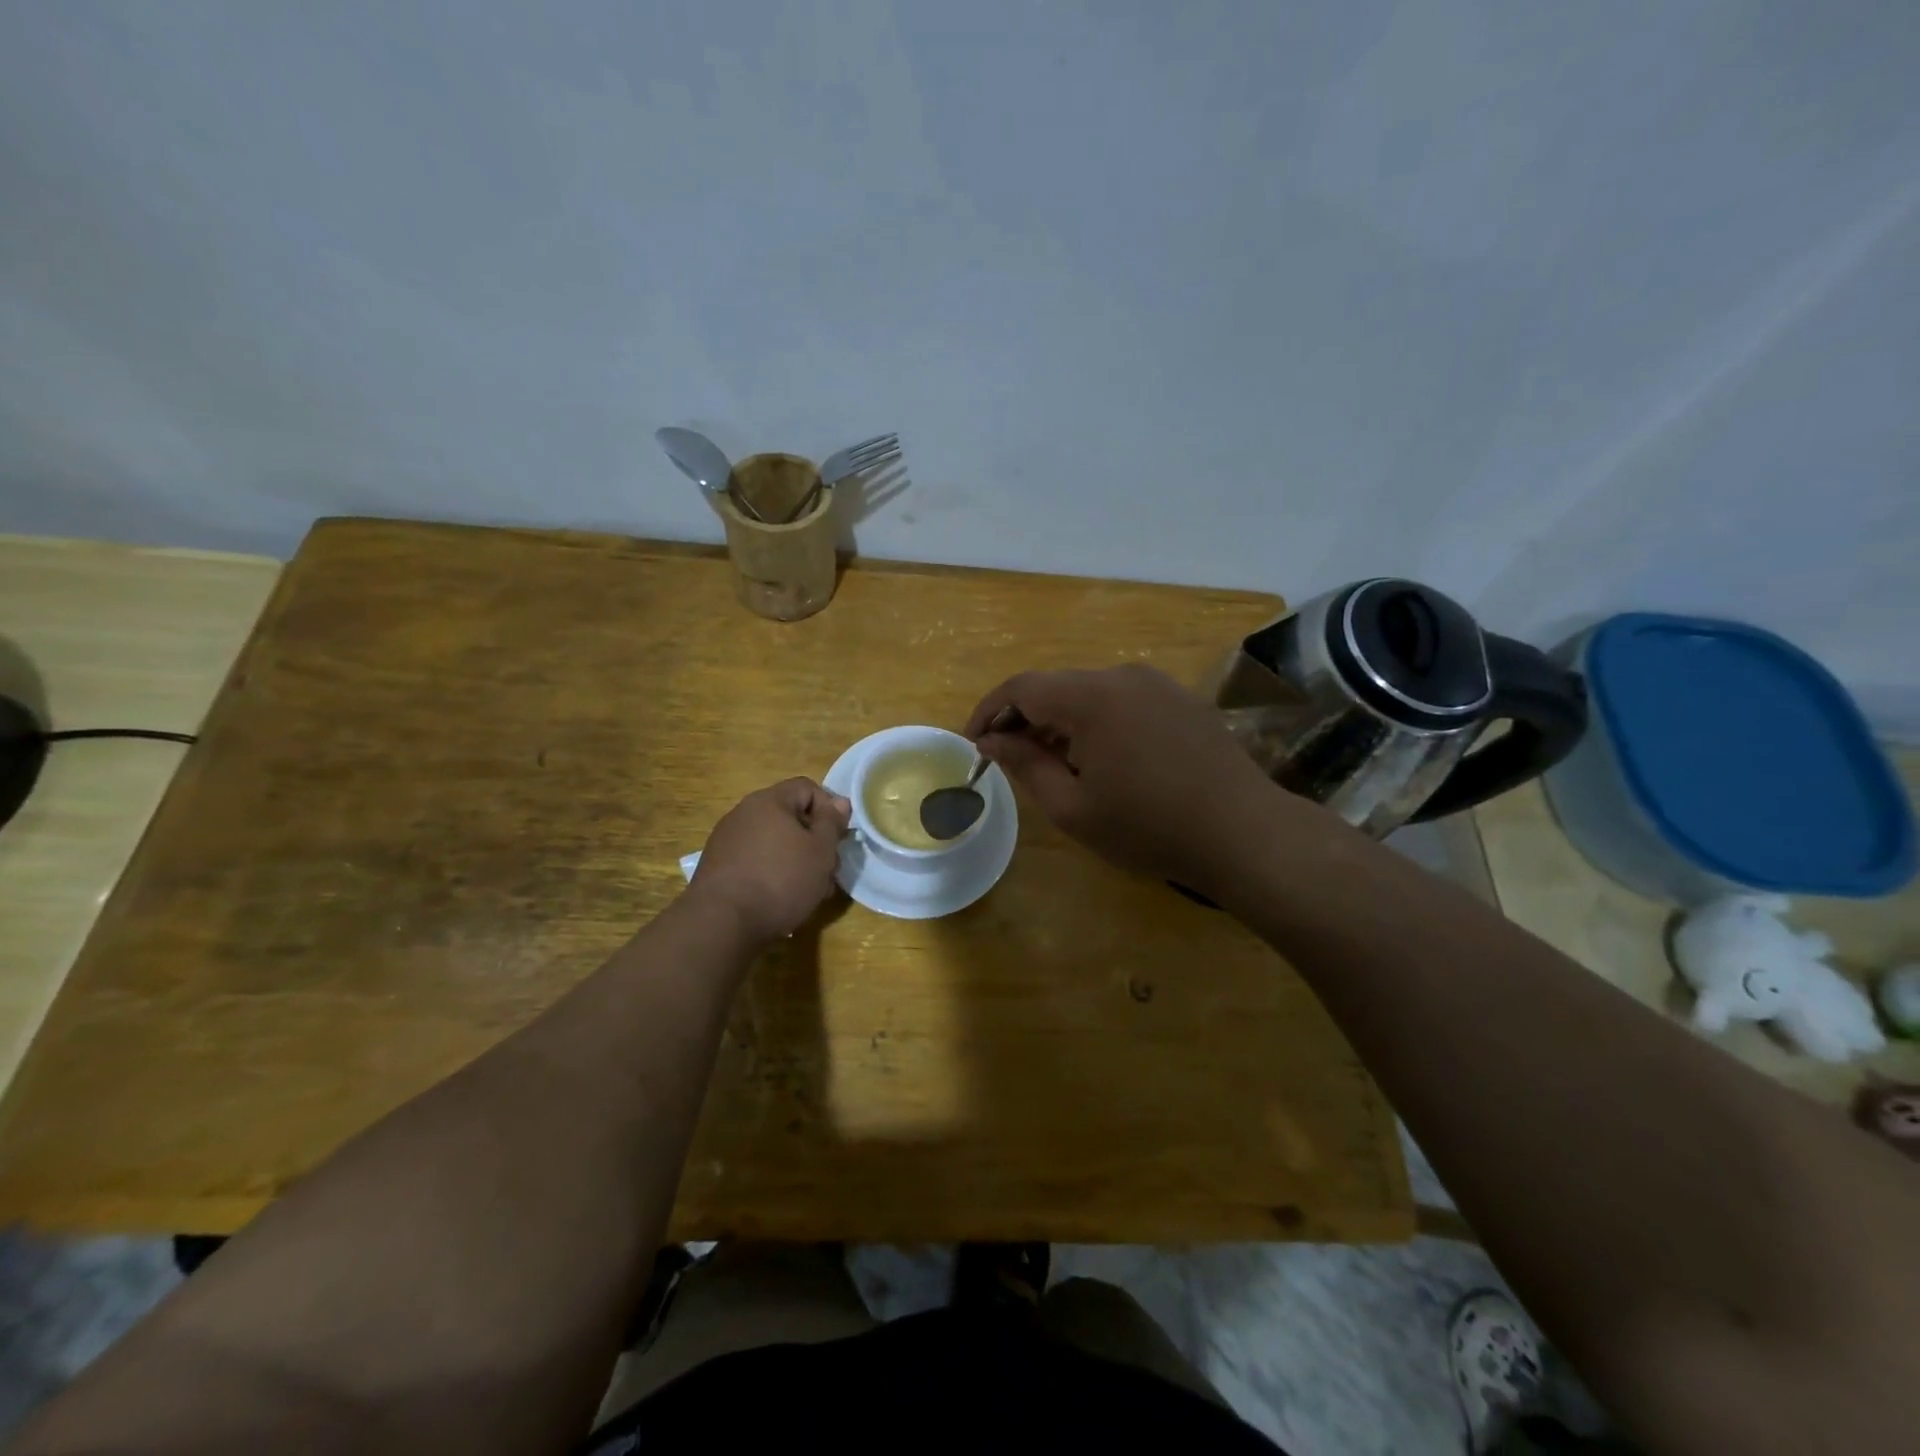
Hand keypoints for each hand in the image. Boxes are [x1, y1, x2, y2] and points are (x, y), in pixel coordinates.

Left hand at [689, 778, 850, 943]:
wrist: (722, 922)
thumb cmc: (781, 880)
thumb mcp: (821, 851)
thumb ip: (832, 823)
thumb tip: (839, 802)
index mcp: (769, 801)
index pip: (807, 788)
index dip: (829, 808)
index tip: (839, 838)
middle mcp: (743, 813)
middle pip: (790, 817)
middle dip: (814, 841)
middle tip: (828, 870)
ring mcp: (726, 840)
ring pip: (774, 842)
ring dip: (796, 860)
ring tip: (809, 891)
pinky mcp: (717, 867)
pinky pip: (755, 860)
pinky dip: (772, 873)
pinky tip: (780, 899)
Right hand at [966, 664, 1312, 894]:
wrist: (1243, 832)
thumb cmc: (1148, 827)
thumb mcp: (1073, 807)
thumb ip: (1025, 765)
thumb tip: (990, 740)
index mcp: (1090, 697)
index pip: (1021, 687)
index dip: (988, 711)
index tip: (974, 744)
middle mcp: (1122, 675)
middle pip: (1055, 686)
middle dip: (1024, 718)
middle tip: (1009, 759)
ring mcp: (1156, 683)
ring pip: (1088, 692)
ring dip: (1060, 721)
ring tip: (1052, 764)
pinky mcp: (1179, 697)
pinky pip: (1121, 699)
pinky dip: (1095, 721)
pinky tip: (1099, 758)